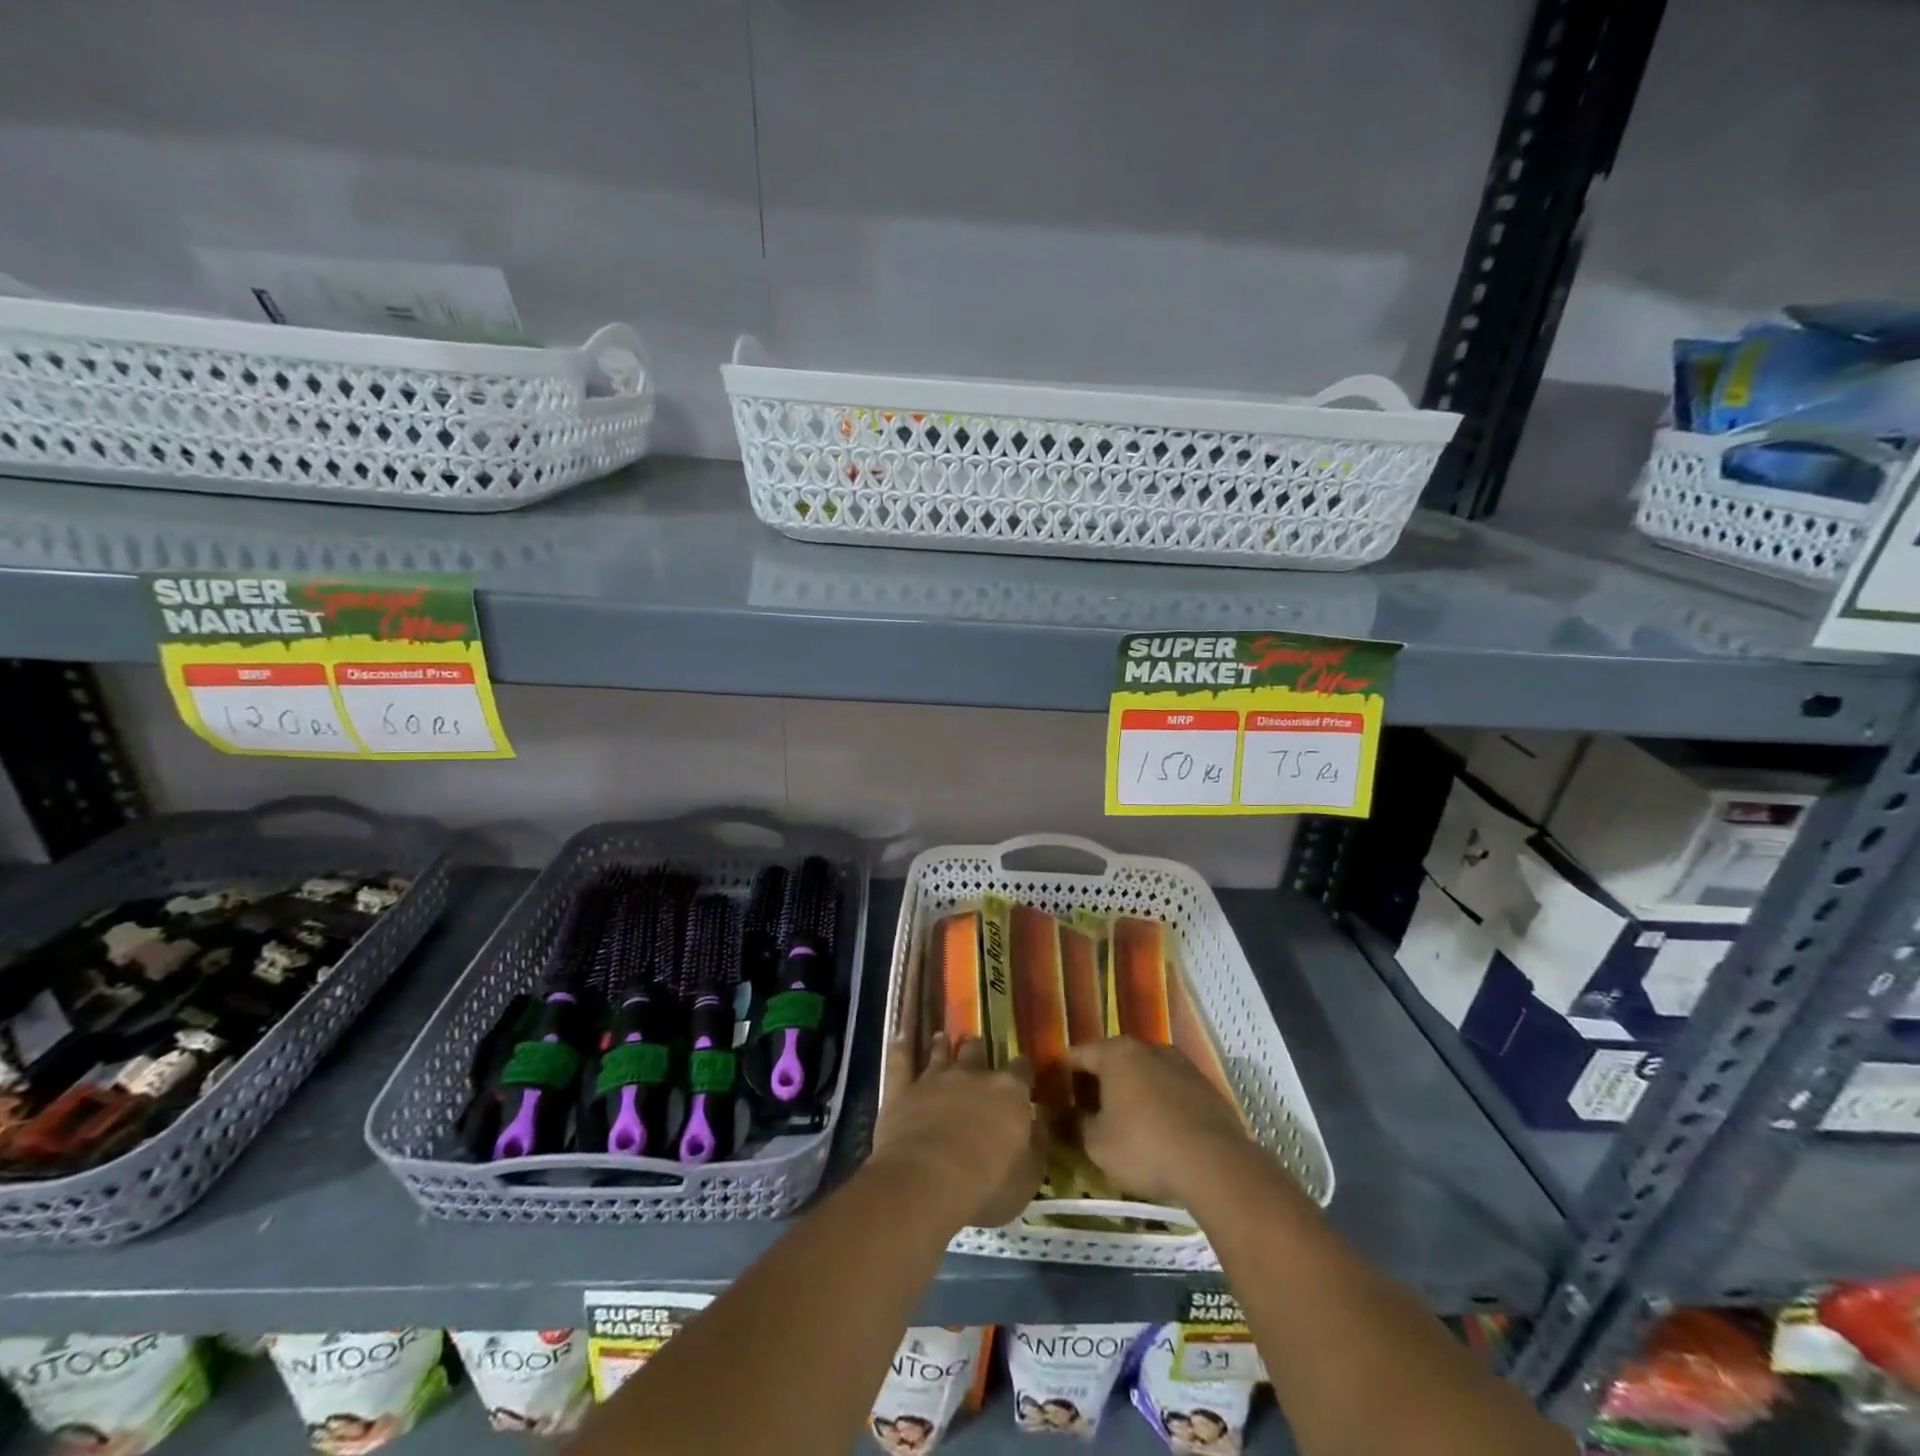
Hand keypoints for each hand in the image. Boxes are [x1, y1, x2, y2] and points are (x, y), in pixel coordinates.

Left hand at [873, 1031, 1046, 1229]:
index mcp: (1008, 1093)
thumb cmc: (986, 1185)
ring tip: (942, 1038)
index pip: (1021, 1070)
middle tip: (977, 1051)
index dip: (1022, 1070)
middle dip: (978, 1050)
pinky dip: (901, 1046)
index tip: (1023, 1072)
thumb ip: (1037, 1144)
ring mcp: (934, 1078)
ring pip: (940, 1051)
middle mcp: (972, 1075)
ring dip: (943, 1045)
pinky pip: (900, 1060)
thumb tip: (1039, 1120)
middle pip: (976, 1051)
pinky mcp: (903, 1089)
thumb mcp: (1028, 1177)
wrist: (926, 1182)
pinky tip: (899, 1035)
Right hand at [1067, 1037, 1248, 1205]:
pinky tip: (1157, 1129)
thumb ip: (1076, 1125)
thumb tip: (1066, 1116)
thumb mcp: (1097, 1144)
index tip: (1052, 1091)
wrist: (1215, 1163)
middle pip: (1112, 1060)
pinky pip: (1170, 1089)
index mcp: (1116, 1053)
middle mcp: (1148, 1048)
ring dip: (1130, 1091)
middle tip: (1084, 1109)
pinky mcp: (1205, 1087)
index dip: (1062, 1073)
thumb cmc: (1144, 1146)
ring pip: (1144, 1073)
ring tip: (1122, 1120)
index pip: (1078, 1055)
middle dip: (1097, 1082)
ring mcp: (1181, 1064)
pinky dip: (1158, 1103)